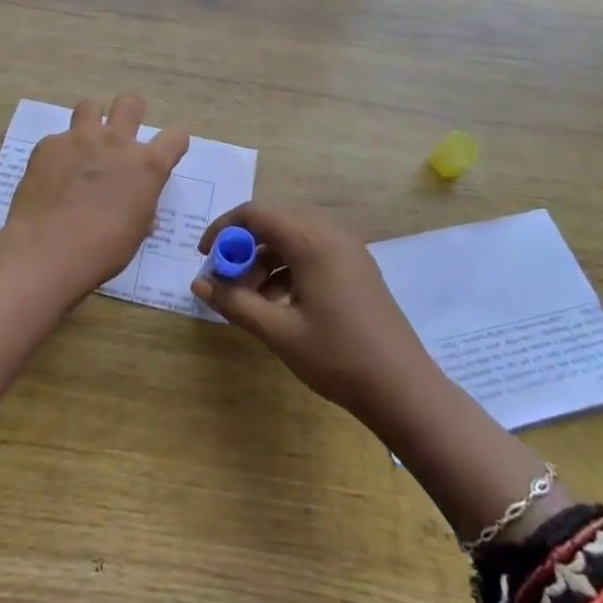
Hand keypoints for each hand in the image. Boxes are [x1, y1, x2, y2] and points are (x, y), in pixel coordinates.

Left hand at [0, 94, 190, 301]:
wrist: (48, 250)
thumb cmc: (102, 250)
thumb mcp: (135, 232)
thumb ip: (141, 209)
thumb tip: (138, 209)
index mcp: (147, 165)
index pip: (176, 136)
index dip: (174, 142)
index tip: (168, 152)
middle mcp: (117, 142)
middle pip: (131, 103)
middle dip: (132, 111)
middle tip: (123, 132)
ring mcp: (80, 138)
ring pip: (90, 106)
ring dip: (92, 120)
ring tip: (85, 143)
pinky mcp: (49, 145)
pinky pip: (58, 139)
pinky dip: (60, 152)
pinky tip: (52, 175)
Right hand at [194, 203, 437, 426]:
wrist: (403, 389)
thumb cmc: (337, 357)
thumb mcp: (278, 332)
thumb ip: (235, 303)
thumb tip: (198, 284)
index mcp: (312, 241)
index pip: (256, 214)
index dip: (224, 229)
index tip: (204, 257)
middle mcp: (331, 234)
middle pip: (274, 224)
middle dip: (243, 249)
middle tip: (226, 283)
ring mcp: (348, 251)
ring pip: (293, 240)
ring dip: (264, 261)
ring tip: (250, 301)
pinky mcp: (356, 268)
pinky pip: (312, 253)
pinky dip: (287, 270)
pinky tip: (279, 304)